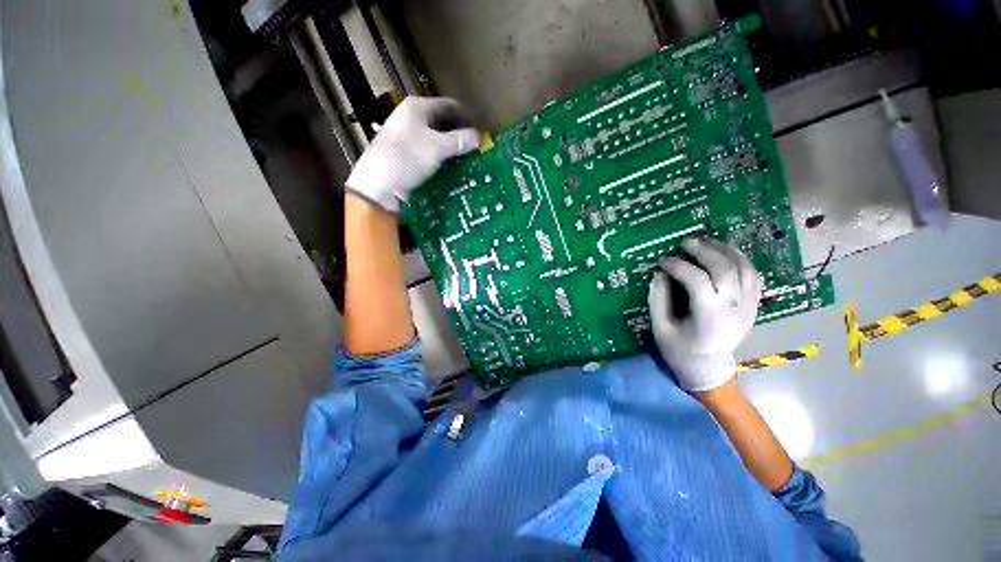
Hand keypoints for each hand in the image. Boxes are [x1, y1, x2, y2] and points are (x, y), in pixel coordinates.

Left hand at [345, 96, 479, 213]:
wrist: (379, 183)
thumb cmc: (408, 158)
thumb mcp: (438, 148)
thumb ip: (460, 141)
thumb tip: (478, 137)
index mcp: (417, 107)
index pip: (450, 105)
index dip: (466, 118)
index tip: (479, 134)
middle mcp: (410, 116)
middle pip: (442, 121)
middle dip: (459, 134)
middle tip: (474, 149)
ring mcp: (406, 135)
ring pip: (435, 137)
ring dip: (450, 147)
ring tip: (464, 159)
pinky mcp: (405, 152)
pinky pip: (428, 150)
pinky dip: (440, 156)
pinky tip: (448, 166)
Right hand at [647, 238, 761, 391]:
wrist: (707, 368)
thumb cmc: (679, 350)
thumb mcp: (660, 328)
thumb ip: (658, 300)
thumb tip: (660, 274)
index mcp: (709, 317)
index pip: (697, 281)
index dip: (679, 266)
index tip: (663, 261)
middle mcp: (734, 309)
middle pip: (725, 270)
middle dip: (704, 251)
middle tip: (686, 242)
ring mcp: (748, 307)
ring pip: (745, 269)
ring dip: (726, 251)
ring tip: (707, 242)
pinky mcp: (753, 306)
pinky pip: (754, 276)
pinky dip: (741, 260)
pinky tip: (726, 253)